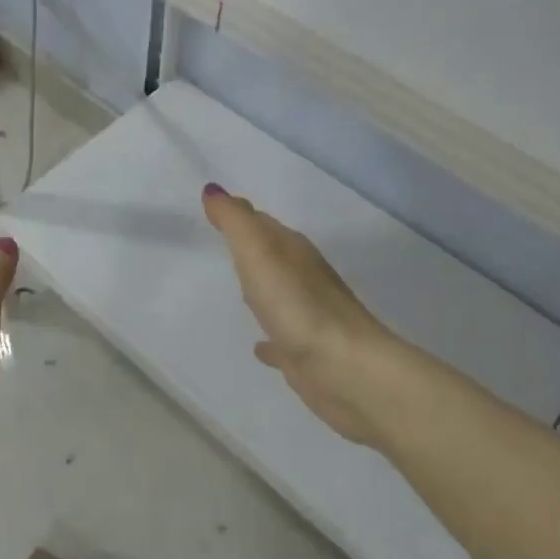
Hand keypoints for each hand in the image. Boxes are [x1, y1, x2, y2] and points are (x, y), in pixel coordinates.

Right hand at [202, 185, 400, 445]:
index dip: (239, 215)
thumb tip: (213, 189)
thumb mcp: (259, 253)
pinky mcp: (306, 353)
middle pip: (271, 255)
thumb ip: (235, 221)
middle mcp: (303, 278)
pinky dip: (269, 338)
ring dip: (260, 289)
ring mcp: (307, 317)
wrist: (346, 369)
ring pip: (278, 294)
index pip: (262, 223)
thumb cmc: (297, 306)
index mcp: (293, 251)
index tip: (215, 209)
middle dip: (250, 249)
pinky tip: (259, 347)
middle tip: (224, 243)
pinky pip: (281, 338)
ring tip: (238, 289)